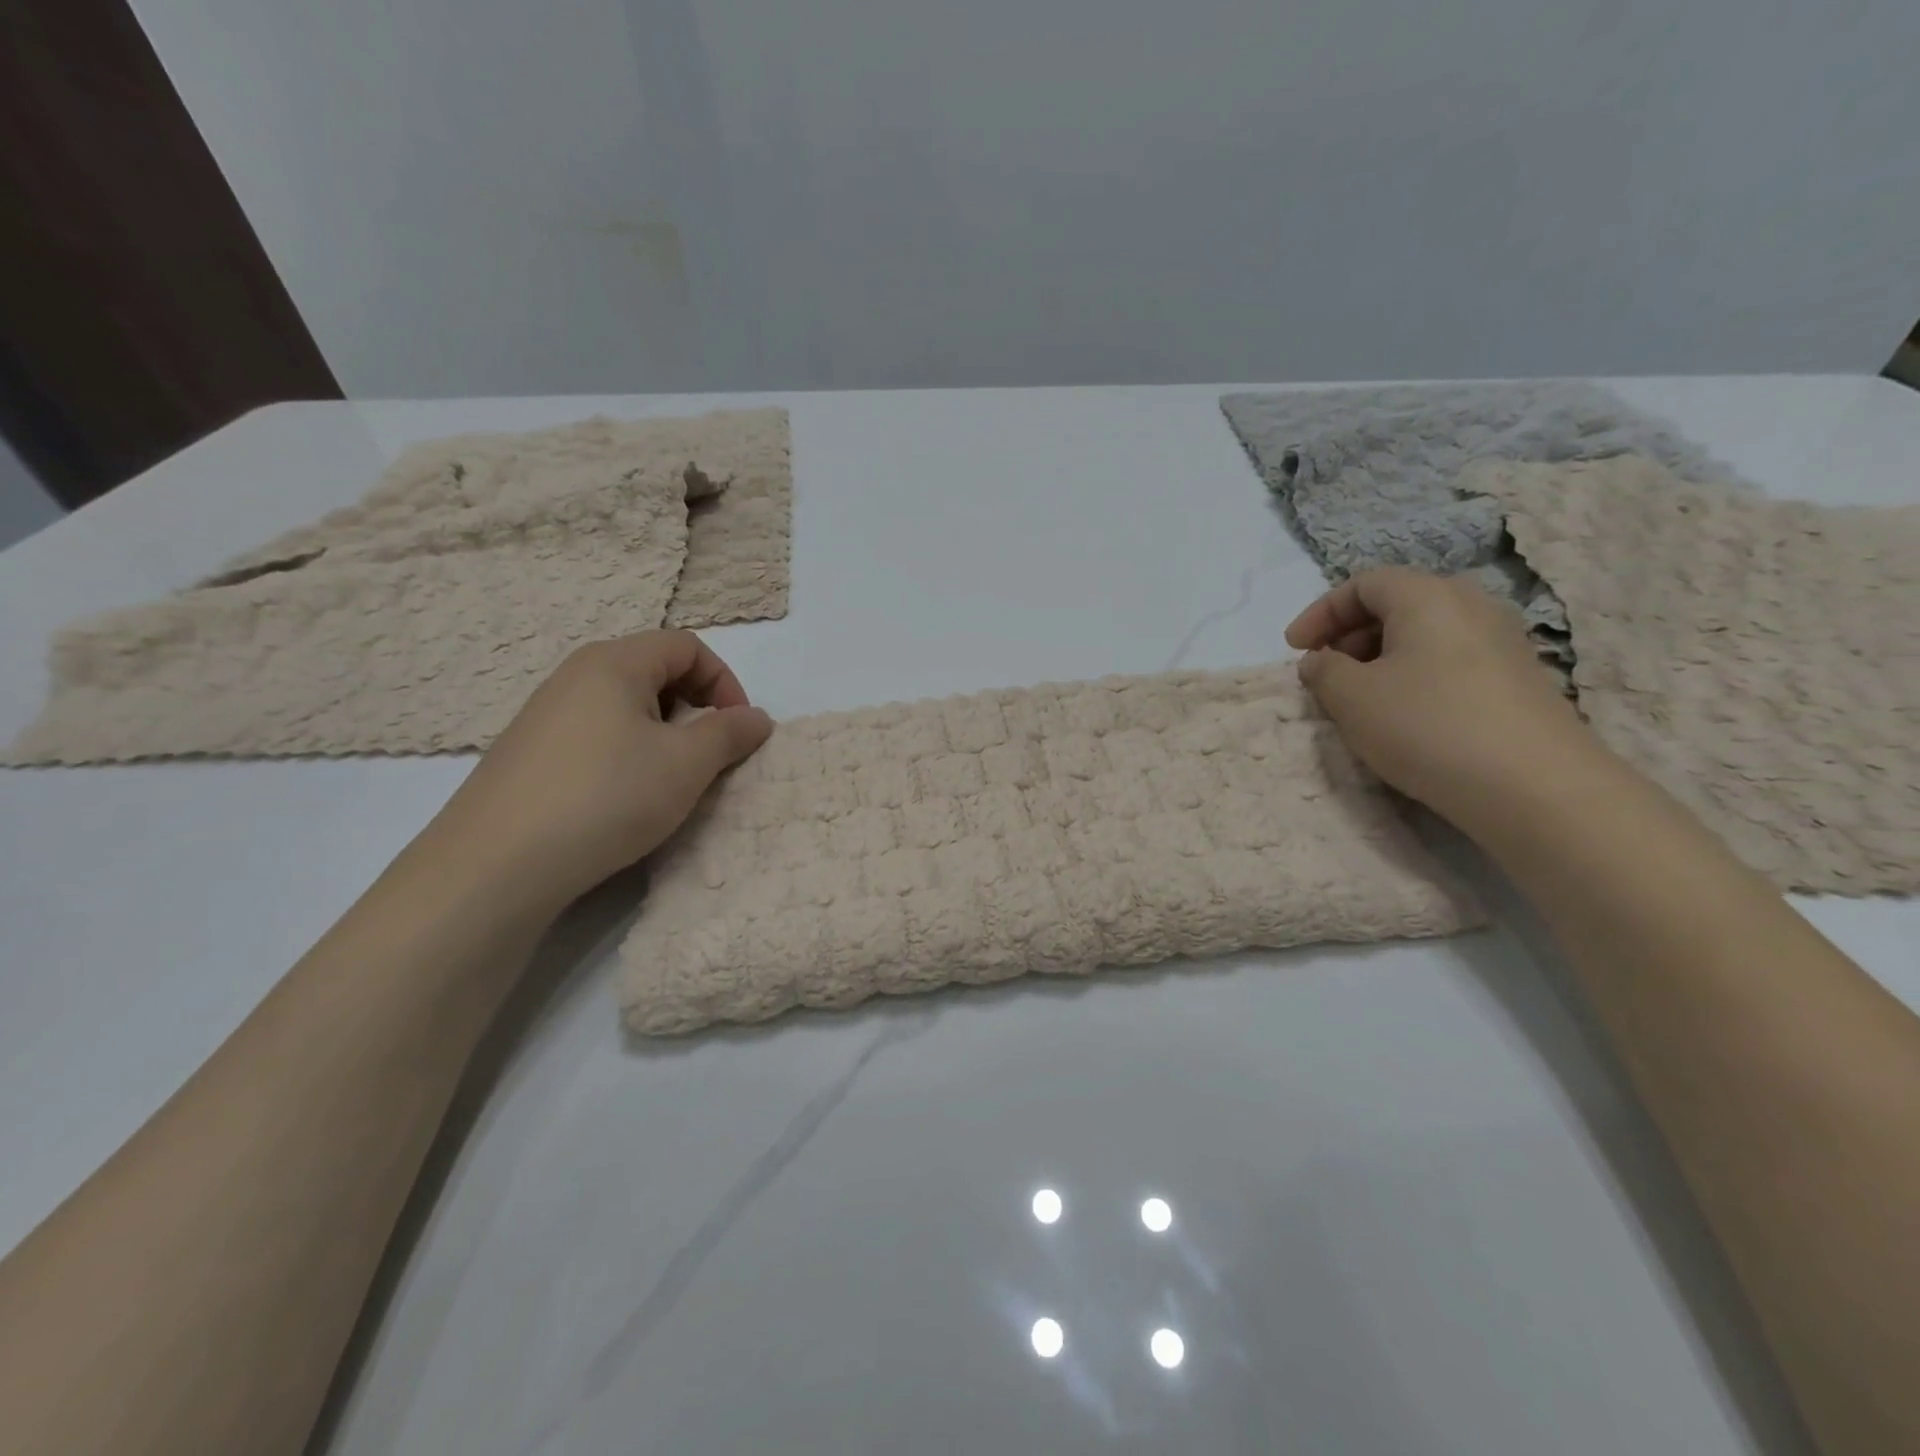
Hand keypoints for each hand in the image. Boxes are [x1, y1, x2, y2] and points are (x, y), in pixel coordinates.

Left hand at [428, 631, 772, 914]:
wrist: (496, 865)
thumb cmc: (607, 796)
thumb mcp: (686, 764)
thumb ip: (730, 733)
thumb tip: (757, 718)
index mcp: (614, 662)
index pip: (687, 646)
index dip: (725, 682)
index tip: (738, 731)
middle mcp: (575, 676)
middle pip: (655, 671)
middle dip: (696, 709)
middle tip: (707, 756)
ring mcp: (545, 715)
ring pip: (625, 707)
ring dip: (663, 736)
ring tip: (668, 781)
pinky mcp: (529, 754)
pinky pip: (596, 736)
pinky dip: (627, 755)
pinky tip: (622, 799)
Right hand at [1286, 567, 1603, 827]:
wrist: (1533, 785)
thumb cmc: (1427, 726)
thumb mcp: (1351, 697)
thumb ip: (1323, 671)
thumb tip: (1321, 660)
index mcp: (1427, 596)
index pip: (1362, 584)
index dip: (1319, 613)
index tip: (1294, 649)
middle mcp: (1470, 605)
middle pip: (1396, 603)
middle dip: (1349, 634)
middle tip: (1325, 672)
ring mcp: (1501, 640)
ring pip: (1424, 633)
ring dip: (1380, 657)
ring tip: (1359, 697)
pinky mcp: (1517, 677)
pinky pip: (1449, 659)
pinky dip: (1414, 674)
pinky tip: (1405, 714)